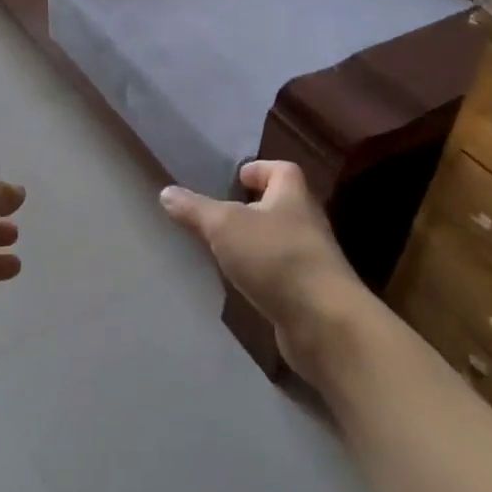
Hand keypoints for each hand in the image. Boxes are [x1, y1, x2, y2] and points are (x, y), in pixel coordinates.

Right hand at [160, 160, 369, 383]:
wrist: (324, 322)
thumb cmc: (276, 258)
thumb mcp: (225, 226)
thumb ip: (195, 209)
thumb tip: (166, 192)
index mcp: (292, 195)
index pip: (281, 169)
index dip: (258, 169)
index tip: (235, 178)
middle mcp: (306, 222)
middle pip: (279, 205)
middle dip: (251, 207)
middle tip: (217, 214)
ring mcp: (310, 260)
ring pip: (277, 241)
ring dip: (254, 242)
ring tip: (221, 249)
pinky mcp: (308, 293)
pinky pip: (279, 273)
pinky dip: (261, 274)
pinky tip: (240, 283)